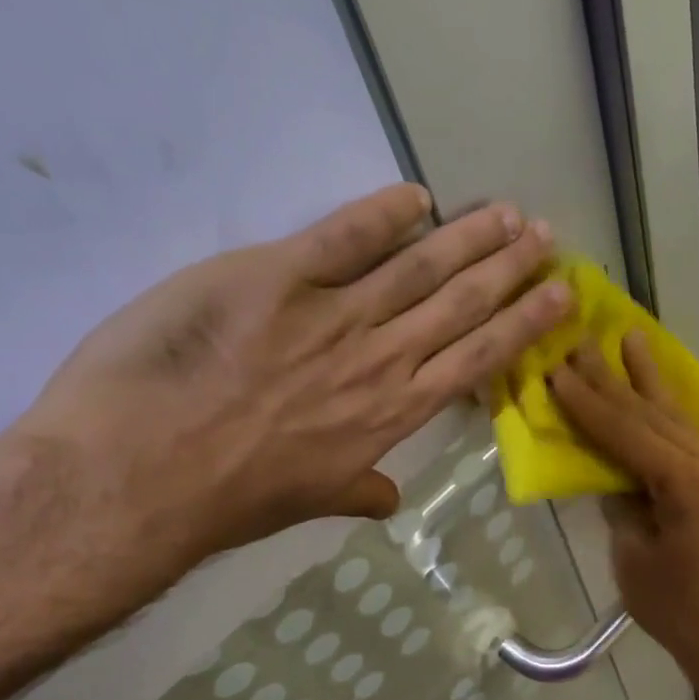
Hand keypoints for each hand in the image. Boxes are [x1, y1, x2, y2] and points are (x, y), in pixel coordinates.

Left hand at [12, 182, 570, 579]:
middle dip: (510, 269)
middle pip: (462, 305)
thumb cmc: (227, 498)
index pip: (476, 359)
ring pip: (418, 267)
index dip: (522, 323)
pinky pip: (340, 238)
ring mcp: (330, 316)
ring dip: (469, 237)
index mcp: (392, 414)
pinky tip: (416, 196)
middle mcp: (379, 360)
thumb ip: (355, 490)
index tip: (558, 295)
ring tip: (508, 213)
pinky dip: (381, 214)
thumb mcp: (307, 503)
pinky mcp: (273, 279)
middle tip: (546, 237)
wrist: (140, 474)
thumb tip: (389, 499)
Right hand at [547, 334, 698, 687]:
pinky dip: (667, 409)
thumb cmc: (674, 606)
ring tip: (631, 338)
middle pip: (651, 413)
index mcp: (684, 481)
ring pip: (675, 415)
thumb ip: (620, 502)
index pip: (625, 431)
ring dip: (648, 379)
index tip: (558, 369)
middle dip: (613, 378)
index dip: (588, 402)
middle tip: (583, 341)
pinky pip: (689, 433)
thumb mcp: (631, 554)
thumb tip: (611, 472)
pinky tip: (658, 388)